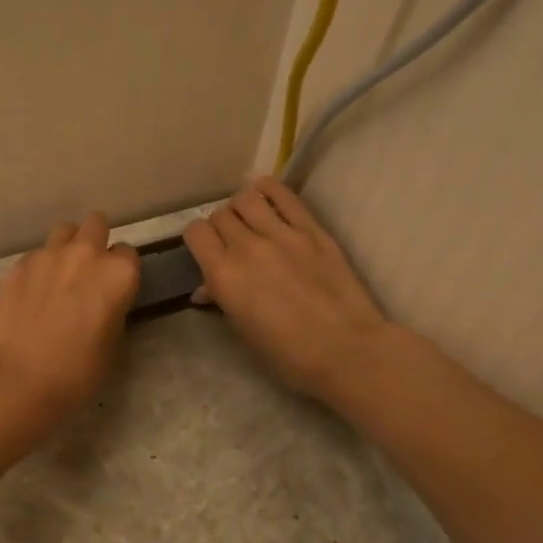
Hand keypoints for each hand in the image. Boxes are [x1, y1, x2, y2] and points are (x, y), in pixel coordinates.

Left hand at [0, 212, 140, 425]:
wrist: (17, 377)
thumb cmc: (76, 372)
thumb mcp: (113, 346)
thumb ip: (114, 311)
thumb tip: (104, 303)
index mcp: (118, 274)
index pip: (128, 254)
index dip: (121, 271)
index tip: (114, 288)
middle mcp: (86, 254)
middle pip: (96, 225)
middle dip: (96, 241)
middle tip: (89, 271)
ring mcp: (48, 255)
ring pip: (64, 231)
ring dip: (67, 246)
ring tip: (60, 274)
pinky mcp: (18, 265)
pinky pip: (36, 255)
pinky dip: (39, 267)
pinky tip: (32, 293)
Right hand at [184, 177, 390, 403]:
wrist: (346, 350)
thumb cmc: (288, 354)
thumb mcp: (244, 330)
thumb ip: (222, 299)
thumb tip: (206, 288)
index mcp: (224, 275)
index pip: (196, 232)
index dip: (198, 240)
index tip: (207, 250)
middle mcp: (247, 247)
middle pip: (220, 215)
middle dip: (220, 226)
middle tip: (231, 241)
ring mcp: (282, 234)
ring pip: (247, 198)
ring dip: (242, 207)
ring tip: (249, 219)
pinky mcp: (312, 230)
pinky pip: (284, 195)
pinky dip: (268, 188)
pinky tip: (264, 191)